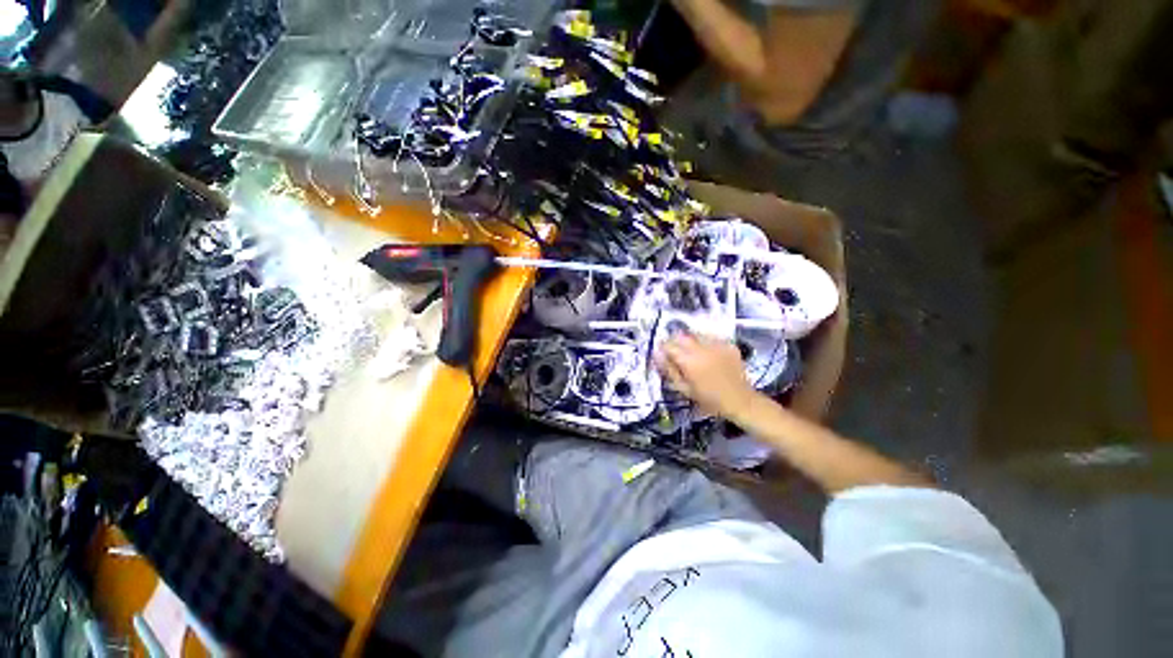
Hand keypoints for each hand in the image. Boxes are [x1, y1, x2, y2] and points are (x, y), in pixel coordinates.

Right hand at [655, 333, 758, 418]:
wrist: (740, 401)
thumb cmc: (709, 399)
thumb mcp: (684, 389)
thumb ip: (669, 370)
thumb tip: (656, 354)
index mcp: (689, 361)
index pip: (668, 345)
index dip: (663, 348)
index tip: (663, 354)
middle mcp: (701, 348)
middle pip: (681, 335)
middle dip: (675, 341)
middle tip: (677, 352)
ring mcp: (717, 344)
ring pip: (696, 334)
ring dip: (690, 340)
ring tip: (694, 353)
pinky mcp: (728, 344)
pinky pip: (711, 338)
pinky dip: (706, 343)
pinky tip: (709, 354)